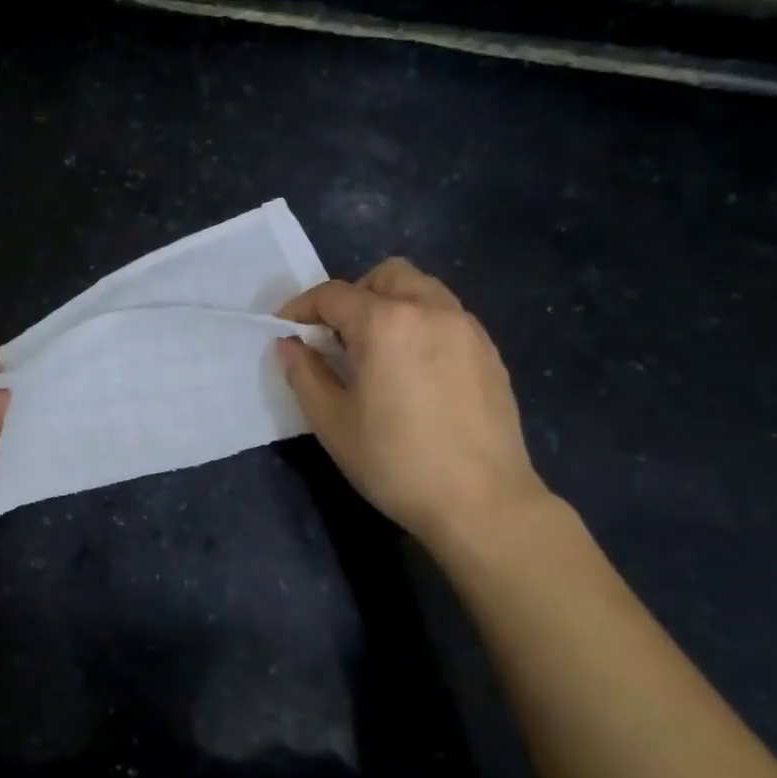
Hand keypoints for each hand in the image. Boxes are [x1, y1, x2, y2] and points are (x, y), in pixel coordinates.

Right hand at [277, 258, 548, 557]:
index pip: (333, 295)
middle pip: (385, 276)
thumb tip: (289, 344)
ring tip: (378, 351)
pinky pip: (447, 316)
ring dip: (390, 305)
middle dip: (353, 296)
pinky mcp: (489, 351)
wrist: (481, 501)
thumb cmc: (395, 462)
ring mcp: (467, 328)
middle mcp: (430, 309)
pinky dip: (421, 324)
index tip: (287, 330)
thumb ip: (305, 374)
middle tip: (337, 338)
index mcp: (385, 323)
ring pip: (422, 290)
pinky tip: (414, 370)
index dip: (302, 308)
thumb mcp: (332, 422)